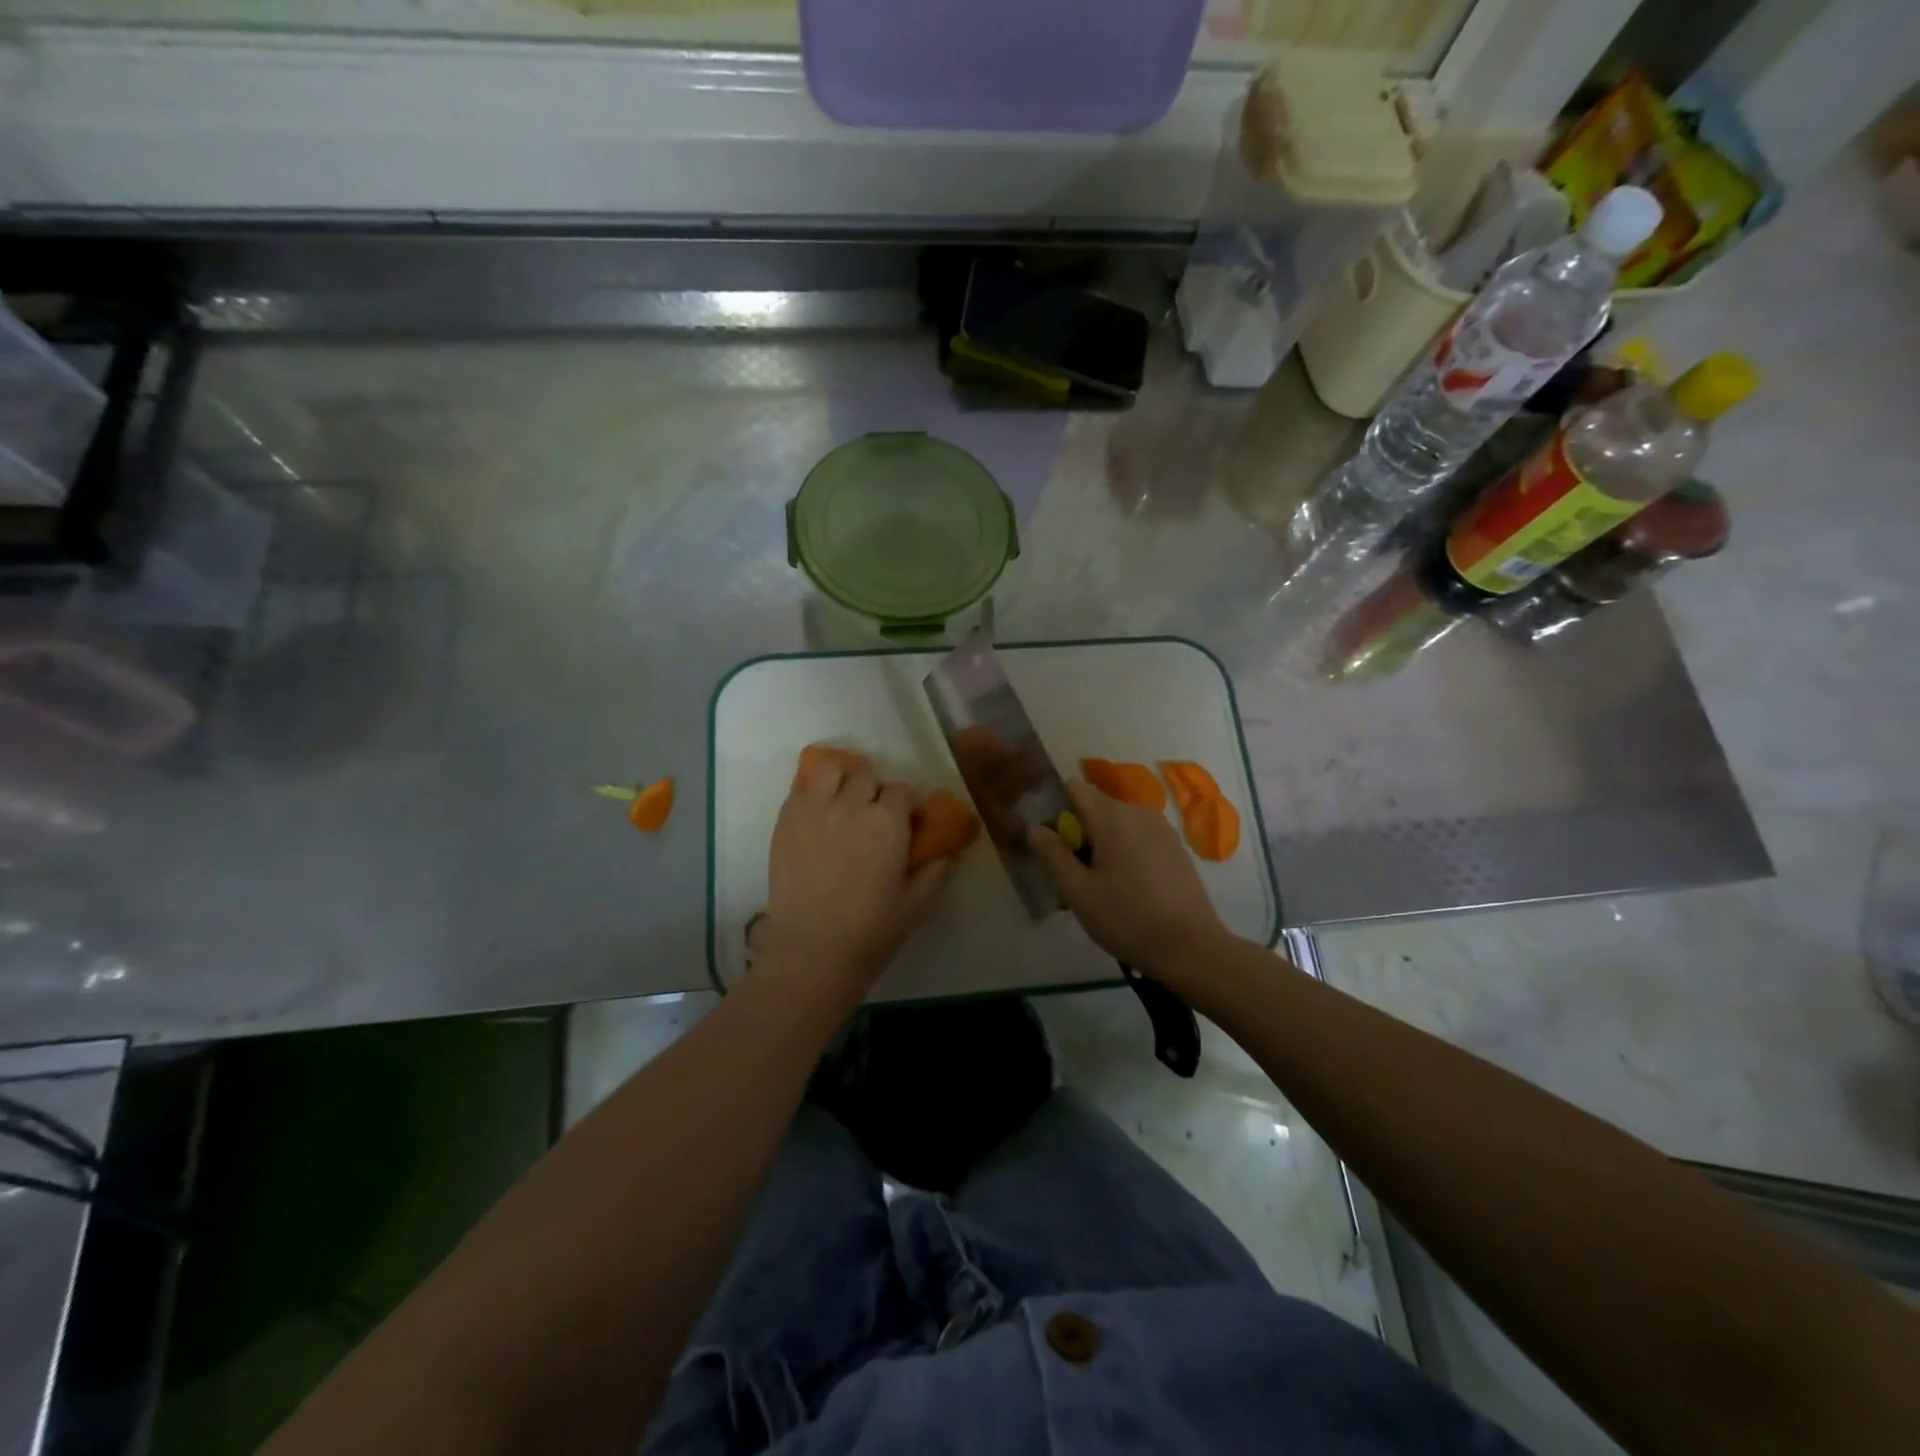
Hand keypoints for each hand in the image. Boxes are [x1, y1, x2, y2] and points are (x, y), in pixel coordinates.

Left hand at [760, 755, 950, 1000]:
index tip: (908, 822)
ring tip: (842, 802)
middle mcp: (851, 805)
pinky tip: (817, 815)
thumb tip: (945, 853)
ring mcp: (814, 810)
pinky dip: (812, 793)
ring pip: (830, 770)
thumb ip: (934, 872)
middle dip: (875, 790)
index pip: (902, 790)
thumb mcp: (916, 905)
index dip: (907, 804)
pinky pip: (800, 789)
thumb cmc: (871, 931)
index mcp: (888, 821)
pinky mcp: (785, 821)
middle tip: (874, 816)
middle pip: (867, 776)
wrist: (811, 951)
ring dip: (841, 780)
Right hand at [1029, 779, 1229, 982]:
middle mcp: (1138, 812)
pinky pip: (1139, 836)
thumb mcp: (1077, 891)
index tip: (1053, 842)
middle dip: (1080, 831)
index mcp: (1112, 817)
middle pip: (1097, 806)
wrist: (1190, 948)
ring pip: (1119, 823)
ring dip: (1103, 843)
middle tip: (1074, 873)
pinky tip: (1128, 887)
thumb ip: (1052, 854)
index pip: (1075, 788)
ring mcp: (1162, 829)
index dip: (1057, 808)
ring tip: (1100, 884)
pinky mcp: (1176, 847)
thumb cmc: (1126, 918)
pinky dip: (1126, 850)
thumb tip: (1035, 827)